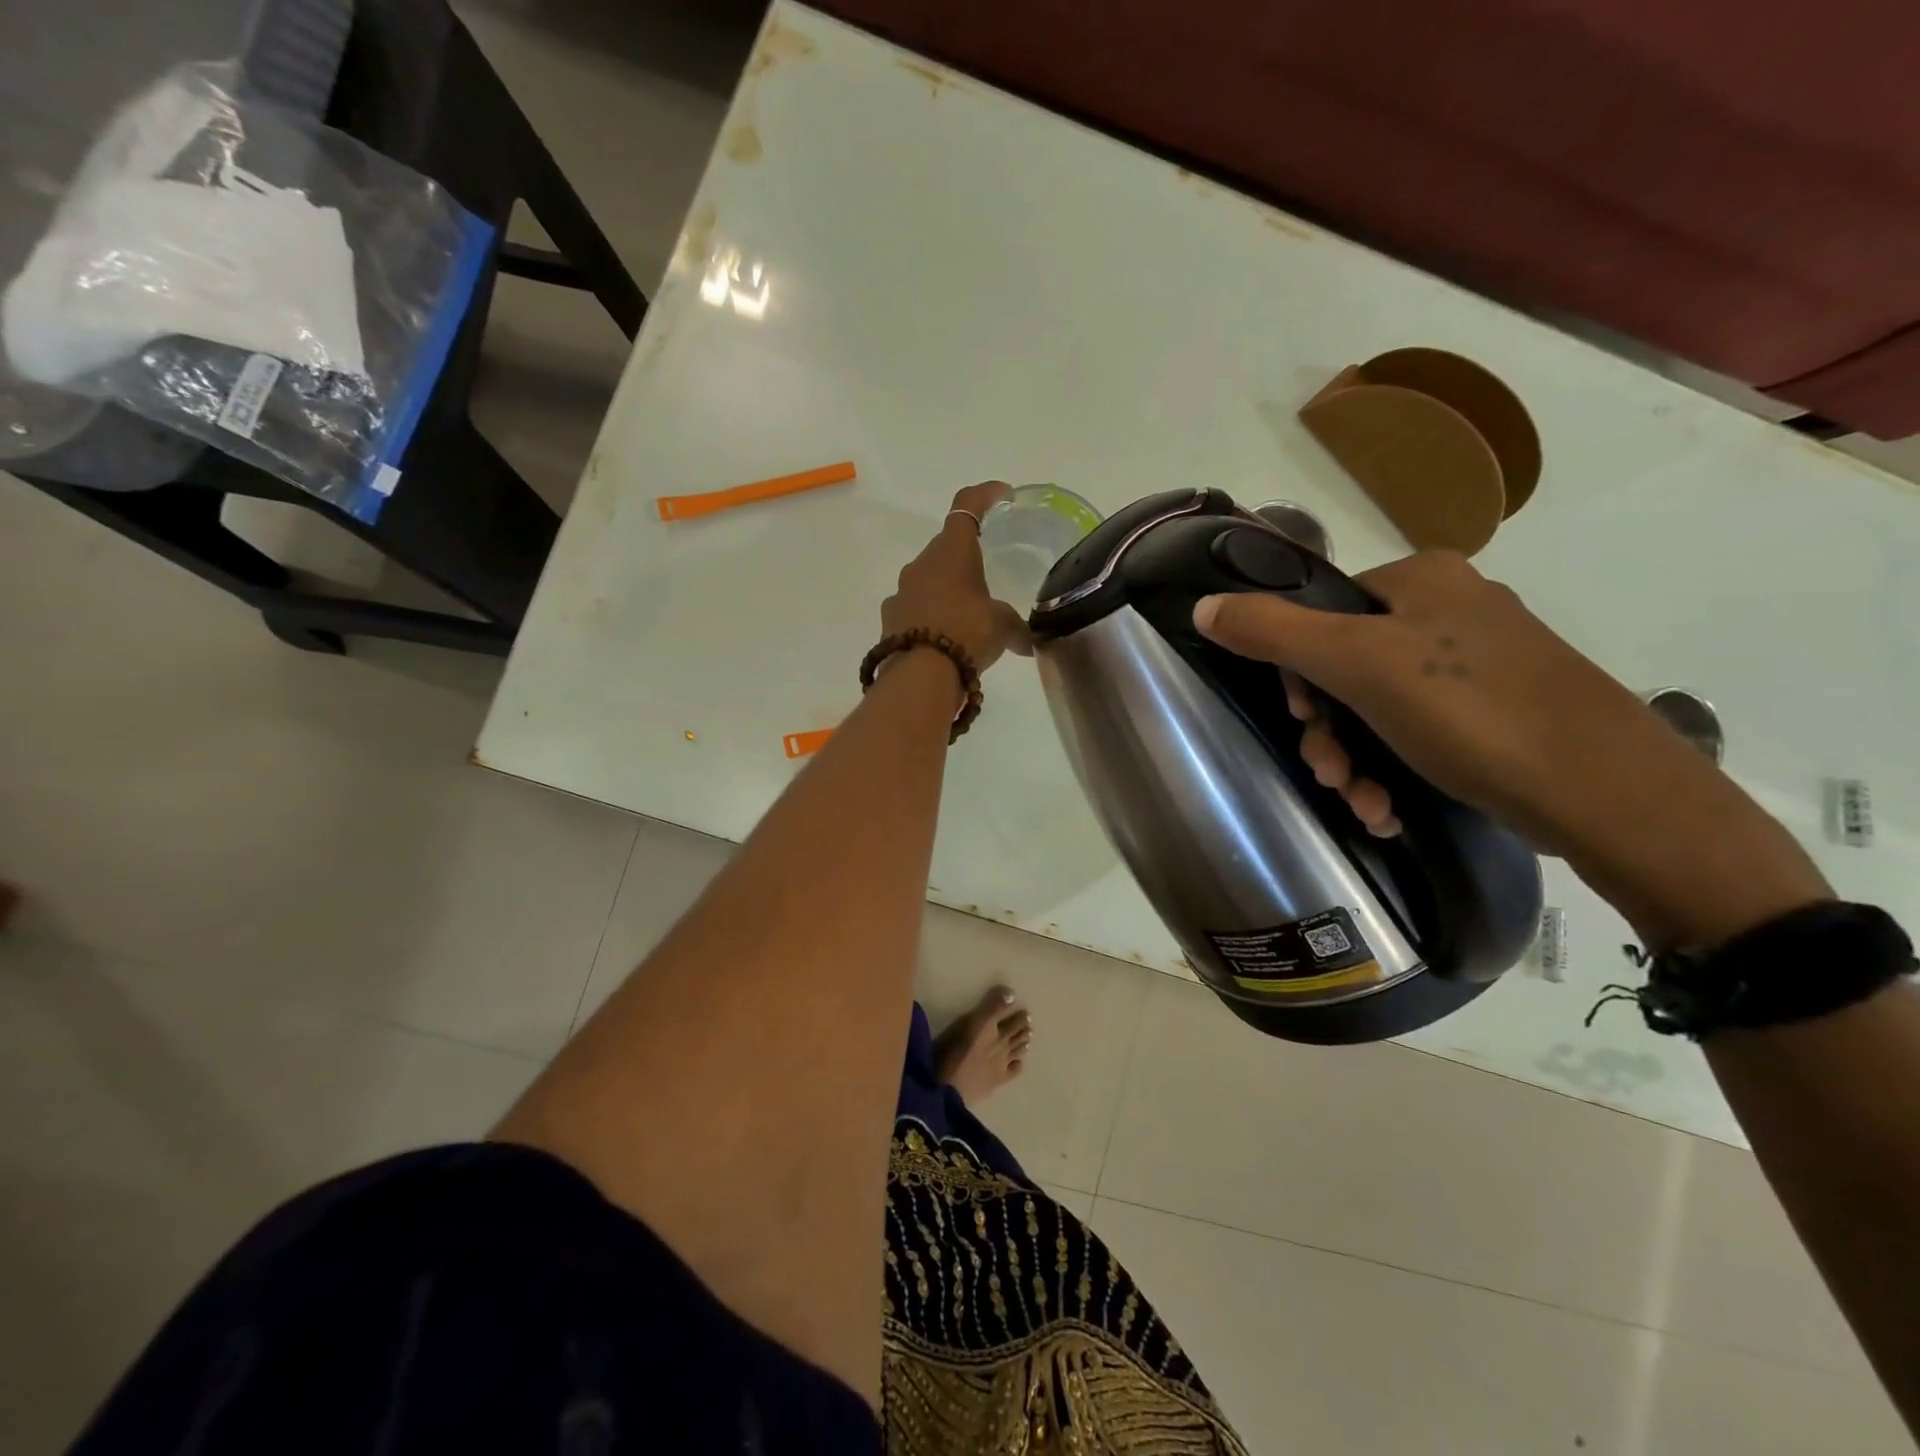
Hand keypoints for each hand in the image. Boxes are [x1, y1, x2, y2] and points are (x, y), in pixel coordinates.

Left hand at [882, 482, 1031, 671]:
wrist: (920, 674)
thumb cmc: (967, 633)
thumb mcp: (1002, 628)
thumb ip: (1016, 628)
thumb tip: (1029, 644)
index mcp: (953, 551)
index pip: (967, 505)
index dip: (985, 495)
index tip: (1002, 494)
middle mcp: (922, 563)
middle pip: (945, 546)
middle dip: (965, 556)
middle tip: (986, 574)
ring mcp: (901, 591)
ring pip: (927, 579)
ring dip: (946, 589)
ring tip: (965, 614)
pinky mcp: (890, 618)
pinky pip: (914, 608)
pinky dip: (930, 615)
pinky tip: (943, 638)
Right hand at [1193, 551, 1828, 947]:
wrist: (1608, 795)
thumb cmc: (1471, 711)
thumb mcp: (1357, 665)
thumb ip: (1273, 632)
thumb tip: (1203, 606)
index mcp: (1421, 580)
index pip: (1321, 611)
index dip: (1296, 670)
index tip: (1300, 718)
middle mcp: (1451, 610)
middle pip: (1346, 666)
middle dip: (1327, 730)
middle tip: (1327, 772)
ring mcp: (1480, 663)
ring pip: (1379, 708)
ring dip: (1355, 760)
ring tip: (1363, 803)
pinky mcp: (1499, 713)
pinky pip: (1419, 732)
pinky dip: (1394, 770)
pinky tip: (1389, 809)